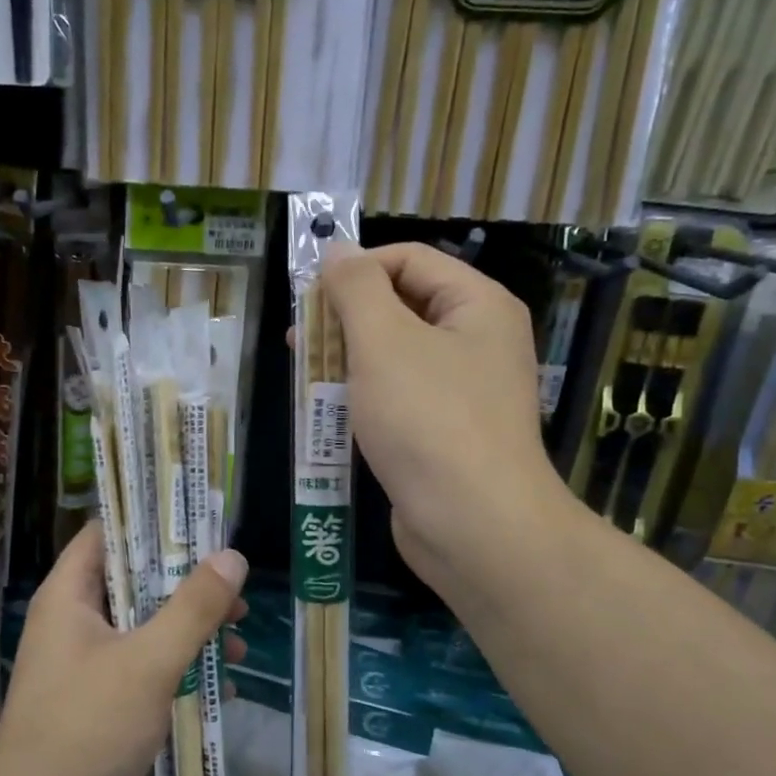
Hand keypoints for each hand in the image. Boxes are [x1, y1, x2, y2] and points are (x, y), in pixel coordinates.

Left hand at [0, 524, 247, 775]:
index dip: (151, 521)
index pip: (107, 533)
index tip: (201, 523)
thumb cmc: (87, 729)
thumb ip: (193, 608)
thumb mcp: (149, 662)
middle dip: (185, 584)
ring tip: (239, 640)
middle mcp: (71, 622)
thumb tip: (232, 556)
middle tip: (235, 587)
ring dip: (187, 630)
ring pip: (141, 628)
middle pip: (132, 581)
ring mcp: (82, 665)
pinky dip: (175, 668)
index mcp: (69, 596)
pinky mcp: (94, 703)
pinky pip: (140, 668)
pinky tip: (219, 685)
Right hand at [321, 242, 574, 600]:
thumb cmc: (427, 419)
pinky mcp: (446, 433)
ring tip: (305, 374)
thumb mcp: (383, 340)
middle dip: (345, 317)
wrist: (472, 524)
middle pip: (402, 306)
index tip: (306, 298)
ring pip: (396, 355)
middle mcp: (477, 341)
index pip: (408, 260)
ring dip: (348, 358)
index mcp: (477, 305)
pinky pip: (400, 396)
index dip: (355, 269)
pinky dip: (364, 396)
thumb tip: (337, 250)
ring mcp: (464, 390)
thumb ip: (356, 288)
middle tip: (297, 340)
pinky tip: (331, 411)